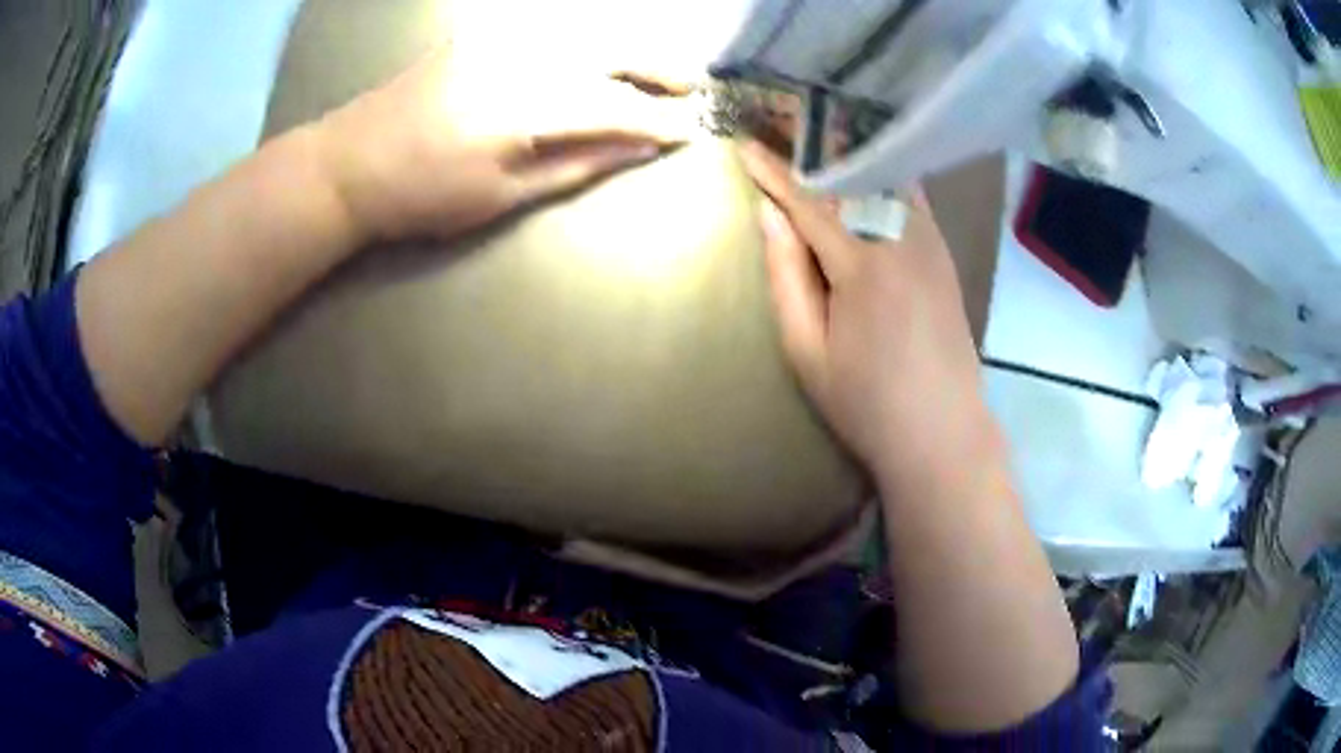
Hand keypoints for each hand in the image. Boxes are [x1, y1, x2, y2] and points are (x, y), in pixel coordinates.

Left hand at [313, 50, 683, 243]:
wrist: (350, 163)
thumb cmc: (422, 196)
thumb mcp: (502, 196)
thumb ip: (577, 165)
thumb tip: (638, 149)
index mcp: (525, 107)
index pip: (615, 105)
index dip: (658, 119)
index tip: (691, 131)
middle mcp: (520, 56)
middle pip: (611, 50)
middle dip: (659, 67)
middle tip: (691, 87)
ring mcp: (499, 37)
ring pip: (586, 30)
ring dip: (631, 47)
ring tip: (658, 68)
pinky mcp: (482, 32)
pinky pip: (551, 25)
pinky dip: (588, 37)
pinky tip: (602, 51)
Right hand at [737, 141, 994, 484]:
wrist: (943, 432)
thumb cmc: (867, 404)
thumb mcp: (808, 352)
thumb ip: (787, 279)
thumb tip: (770, 217)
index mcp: (863, 266)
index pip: (809, 203)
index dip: (774, 174)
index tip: (746, 146)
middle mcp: (902, 240)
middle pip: (853, 178)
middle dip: (816, 149)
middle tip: (784, 121)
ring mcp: (931, 244)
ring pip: (888, 180)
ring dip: (853, 156)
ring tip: (822, 135)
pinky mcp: (945, 255)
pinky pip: (911, 199)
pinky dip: (884, 177)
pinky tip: (868, 170)